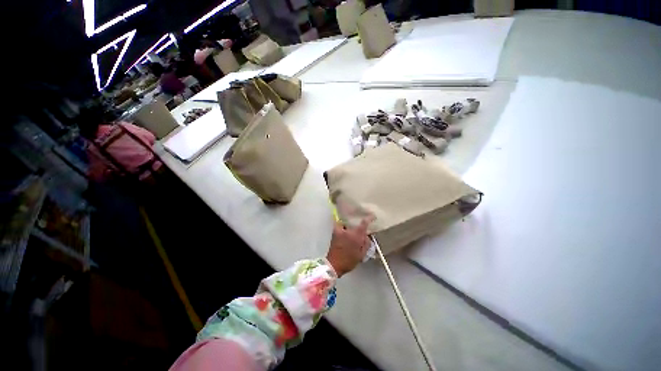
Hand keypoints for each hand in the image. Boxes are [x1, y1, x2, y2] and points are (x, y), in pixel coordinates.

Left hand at [326, 216, 373, 277]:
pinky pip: (340, 225)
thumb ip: (366, 243)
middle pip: (355, 222)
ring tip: (352, 229)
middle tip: (361, 228)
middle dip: (358, 224)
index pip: (364, 223)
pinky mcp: (334, 231)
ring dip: (350, 225)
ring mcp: (340, 230)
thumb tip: (367, 236)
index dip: (370, 218)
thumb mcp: (362, 254)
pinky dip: (343, 226)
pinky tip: (345, 231)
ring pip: (347, 223)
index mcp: (356, 235)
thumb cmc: (349, 261)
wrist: (334, 264)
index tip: (373, 216)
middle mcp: (348, 230)